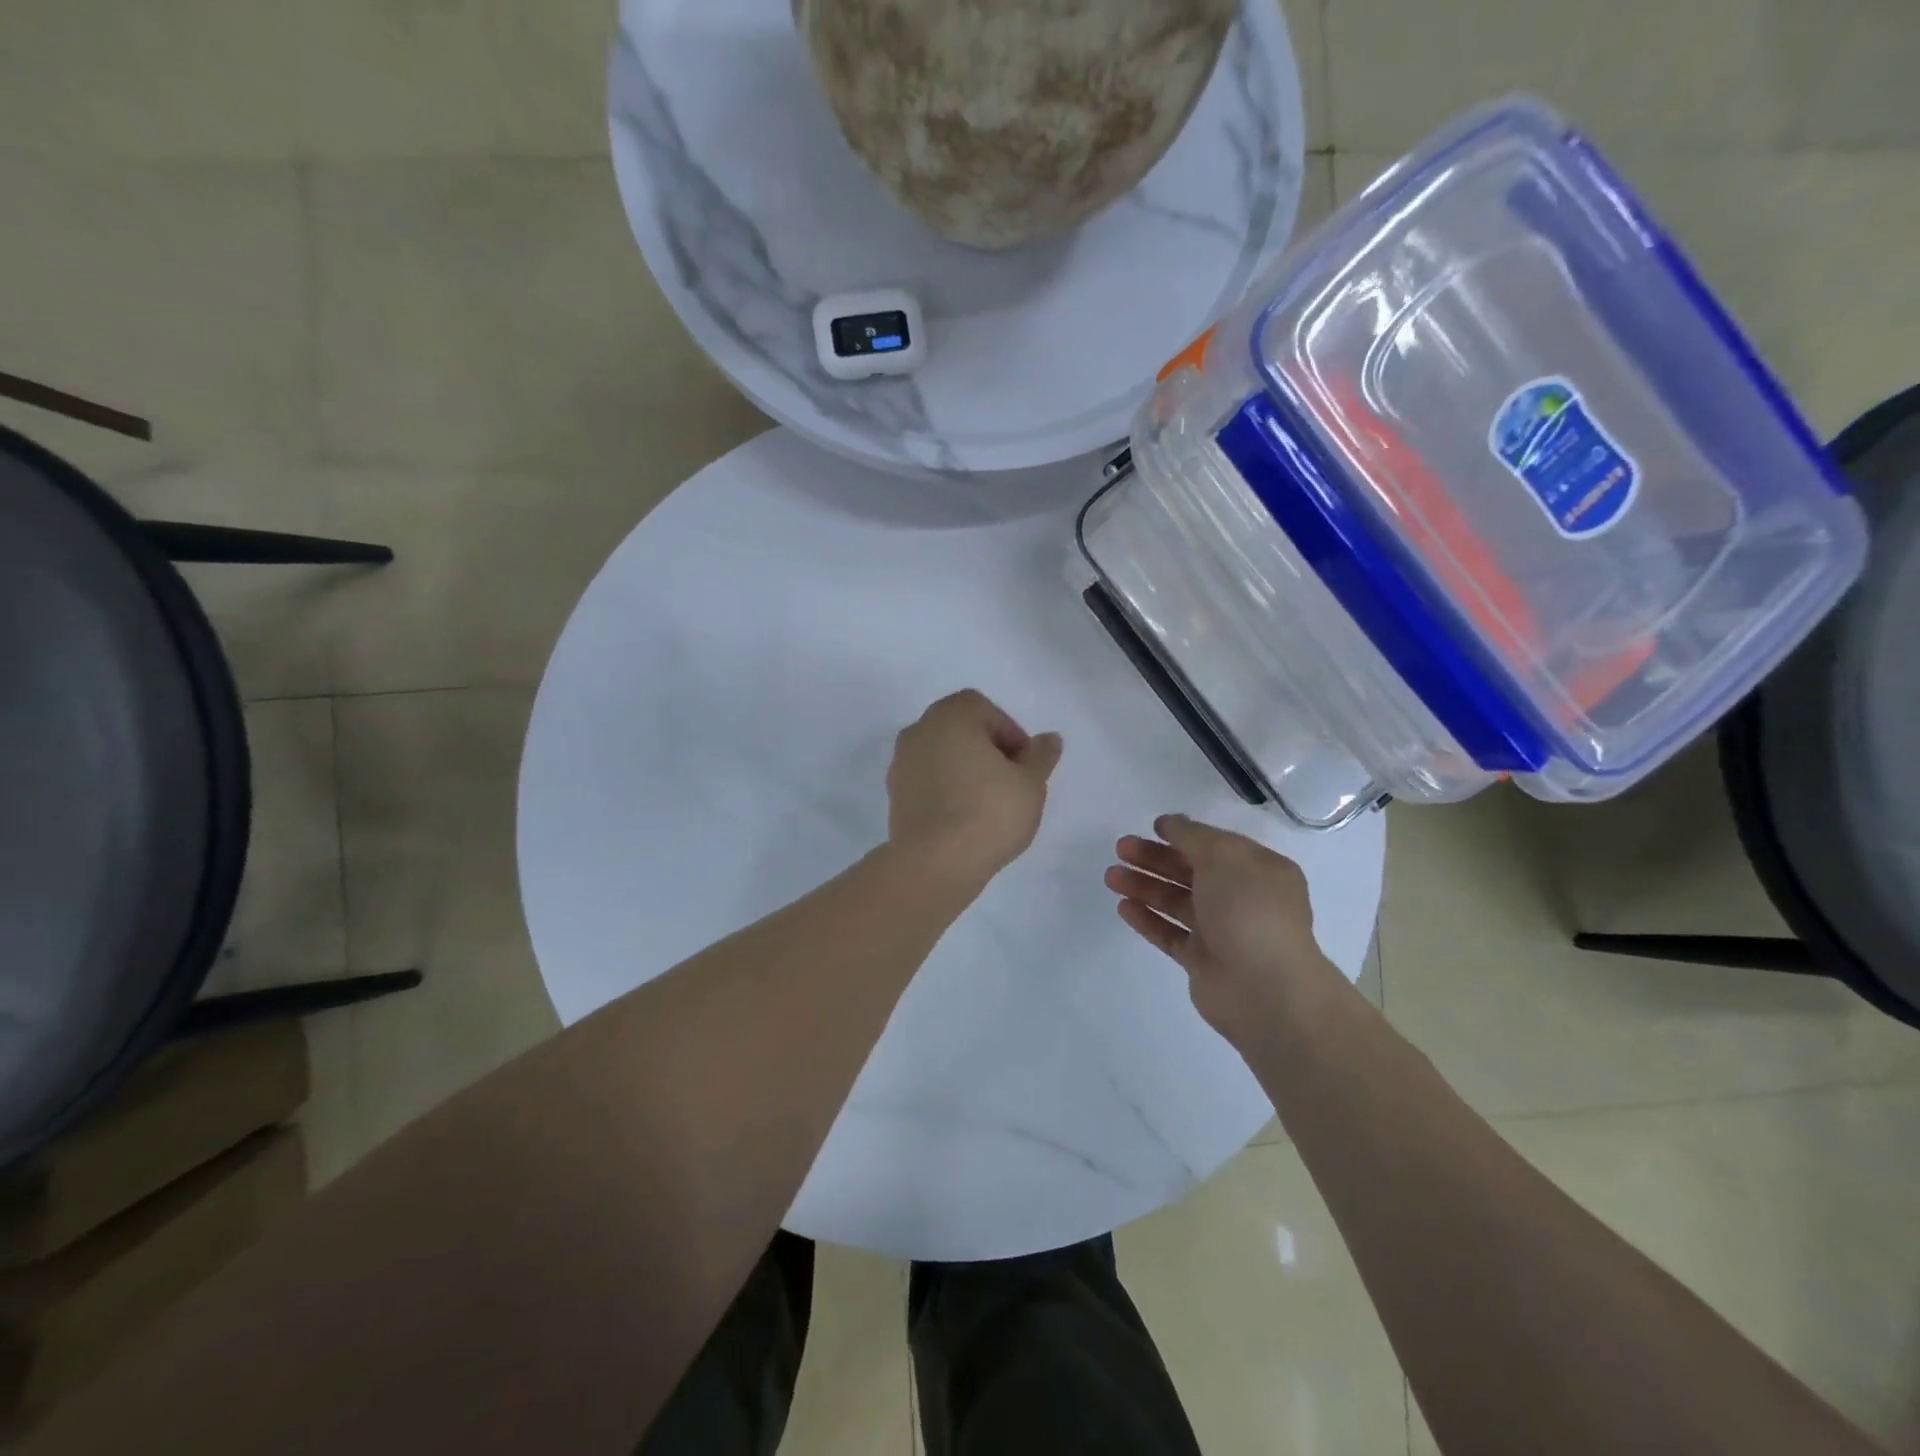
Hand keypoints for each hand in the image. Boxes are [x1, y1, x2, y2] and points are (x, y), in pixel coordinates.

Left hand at [886, 690, 1063, 887]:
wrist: (934, 863)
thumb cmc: (988, 812)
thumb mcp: (1030, 783)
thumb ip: (1040, 756)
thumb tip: (1049, 739)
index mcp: (949, 717)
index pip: (982, 708)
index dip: (1008, 732)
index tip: (1023, 764)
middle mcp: (918, 731)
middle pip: (959, 729)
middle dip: (987, 749)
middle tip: (1010, 781)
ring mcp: (901, 765)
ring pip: (941, 756)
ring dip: (965, 770)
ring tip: (989, 803)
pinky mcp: (894, 796)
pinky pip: (927, 782)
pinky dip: (946, 790)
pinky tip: (964, 818)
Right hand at [1105, 814, 1346, 1046]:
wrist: (1264, 988)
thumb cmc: (1249, 910)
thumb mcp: (1223, 856)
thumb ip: (1192, 836)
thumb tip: (1171, 823)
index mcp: (1259, 871)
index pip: (1217, 846)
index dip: (1184, 834)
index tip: (1152, 827)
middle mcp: (1243, 899)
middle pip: (1192, 872)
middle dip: (1155, 858)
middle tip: (1121, 848)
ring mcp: (1222, 932)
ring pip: (1176, 902)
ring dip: (1144, 886)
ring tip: (1111, 876)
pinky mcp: (1202, 961)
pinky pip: (1170, 933)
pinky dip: (1147, 919)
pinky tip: (1124, 907)